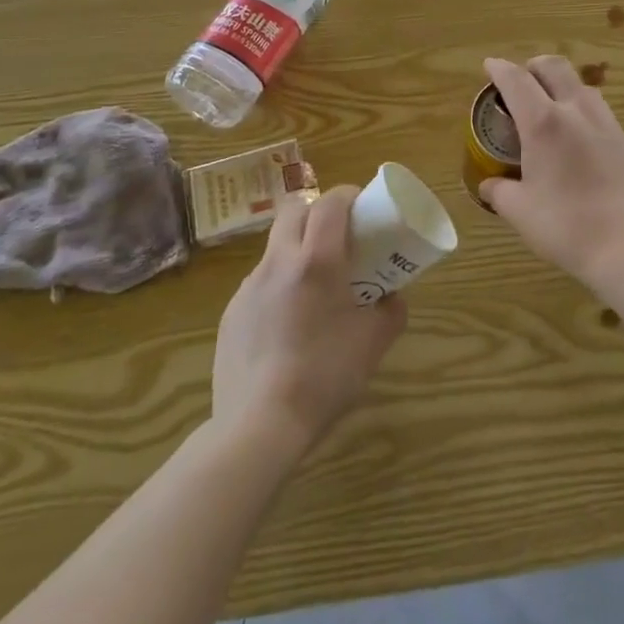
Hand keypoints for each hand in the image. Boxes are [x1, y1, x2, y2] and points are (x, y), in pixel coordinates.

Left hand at [212, 185, 406, 452]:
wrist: (258, 427)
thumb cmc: (325, 376)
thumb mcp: (375, 341)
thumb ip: (391, 310)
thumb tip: (392, 297)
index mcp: (316, 260)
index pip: (330, 203)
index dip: (348, 195)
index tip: (362, 206)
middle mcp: (279, 262)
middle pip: (295, 210)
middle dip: (317, 212)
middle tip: (338, 236)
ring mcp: (249, 287)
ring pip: (275, 247)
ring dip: (297, 250)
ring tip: (314, 287)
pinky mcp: (232, 314)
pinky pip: (260, 283)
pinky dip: (279, 287)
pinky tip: (288, 325)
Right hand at [481, 55, 623, 291]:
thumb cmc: (566, 226)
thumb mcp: (520, 212)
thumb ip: (499, 192)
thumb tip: (488, 185)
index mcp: (543, 122)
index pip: (516, 80)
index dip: (499, 68)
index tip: (489, 66)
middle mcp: (576, 111)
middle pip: (554, 67)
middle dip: (533, 66)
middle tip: (521, 81)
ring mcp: (606, 122)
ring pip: (580, 84)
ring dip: (560, 85)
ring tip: (549, 108)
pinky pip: (598, 108)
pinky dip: (580, 108)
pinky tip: (577, 135)